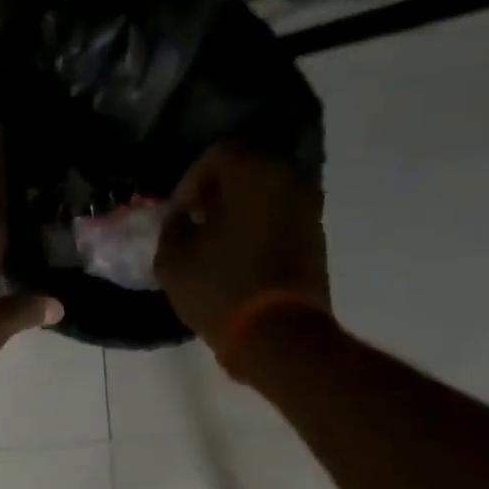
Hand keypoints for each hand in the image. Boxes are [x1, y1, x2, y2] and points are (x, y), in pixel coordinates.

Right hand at [154, 140, 331, 341]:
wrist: (279, 335)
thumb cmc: (220, 288)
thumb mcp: (173, 259)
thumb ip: (172, 227)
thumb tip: (182, 219)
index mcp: (253, 172)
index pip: (218, 153)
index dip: (190, 181)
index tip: (178, 213)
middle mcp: (288, 178)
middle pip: (246, 168)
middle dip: (216, 191)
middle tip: (194, 220)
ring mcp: (308, 207)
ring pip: (265, 192)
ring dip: (238, 209)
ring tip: (213, 240)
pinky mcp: (316, 235)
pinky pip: (279, 215)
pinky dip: (258, 225)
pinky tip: (237, 254)